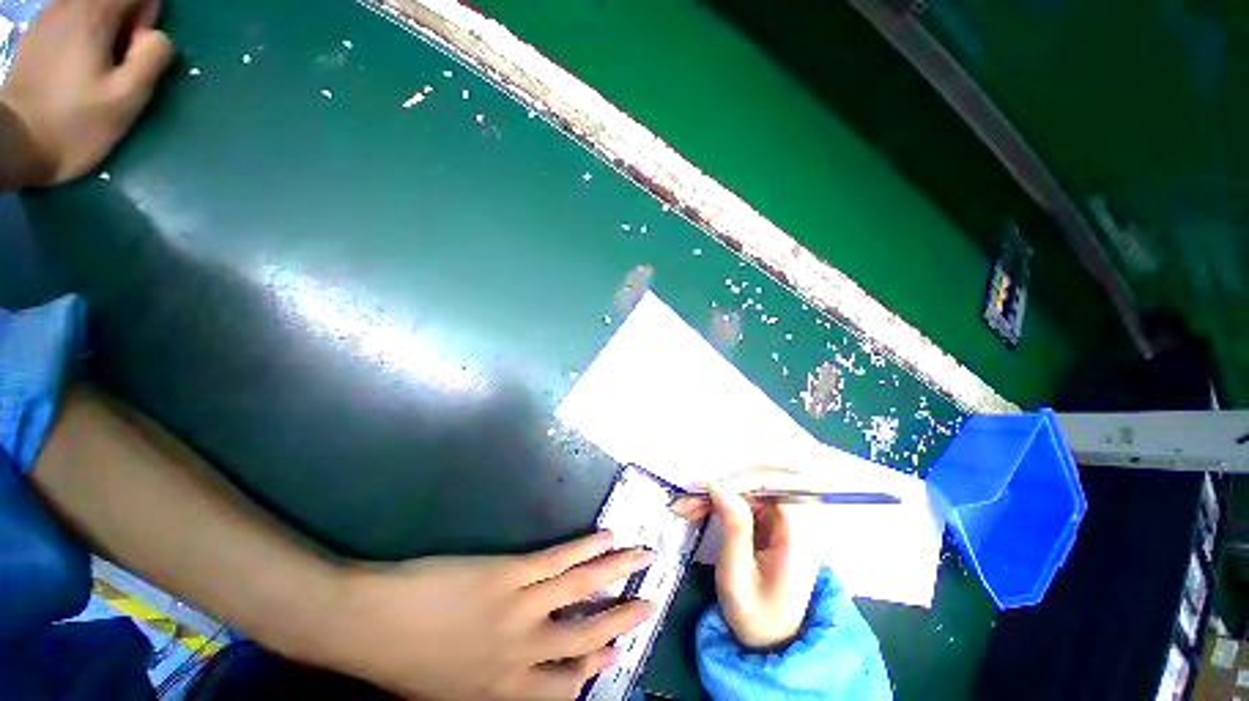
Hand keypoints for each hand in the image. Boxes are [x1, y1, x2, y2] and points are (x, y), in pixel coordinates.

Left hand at [0, 0, 173, 186]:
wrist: (14, 144)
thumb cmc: (75, 125)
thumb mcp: (126, 99)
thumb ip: (151, 59)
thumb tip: (157, 37)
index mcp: (94, 16)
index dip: (147, 13)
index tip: (142, 44)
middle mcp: (69, 5)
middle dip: (126, 20)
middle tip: (124, 57)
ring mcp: (48, 18)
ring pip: (90, 5)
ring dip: (105, 24)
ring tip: (102, 60)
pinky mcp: (37, 34)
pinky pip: (71, 15)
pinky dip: (85, 29)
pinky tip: (80, 58)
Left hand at [321, 532, 654, 699]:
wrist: (368, 624)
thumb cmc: (404, 660)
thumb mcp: (449, 695)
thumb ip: (490, 689)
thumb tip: (526, 672)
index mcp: (504, 688)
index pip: (567, 684)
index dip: (596, 666)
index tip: (617, 653)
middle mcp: (522, 652)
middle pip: (587, 635)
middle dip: (622, 619)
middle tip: (649, 605)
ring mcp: (519, 607)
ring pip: (582, 588)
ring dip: (617, 571)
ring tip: (643, 557)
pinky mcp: (509, 572)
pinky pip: (557, 560)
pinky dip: (586, 547)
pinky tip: (606, 536)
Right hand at [673, 468, 822, 649]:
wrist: (769, 643)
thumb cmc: (754, 615)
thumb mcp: (737, 575)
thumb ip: (733, 526)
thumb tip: (718, 485)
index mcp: (798, 536)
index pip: (779, 486)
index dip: (745, 480)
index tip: (712, 490)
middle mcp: (797, 522)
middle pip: (763, 483)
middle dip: (726, 485)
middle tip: (692, 497)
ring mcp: (785, 522)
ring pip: (750, 489)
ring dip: (719, 492)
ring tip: (687, 505)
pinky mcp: (772, 523)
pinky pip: (746, 500)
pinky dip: (722, 501)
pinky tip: (699, 509)